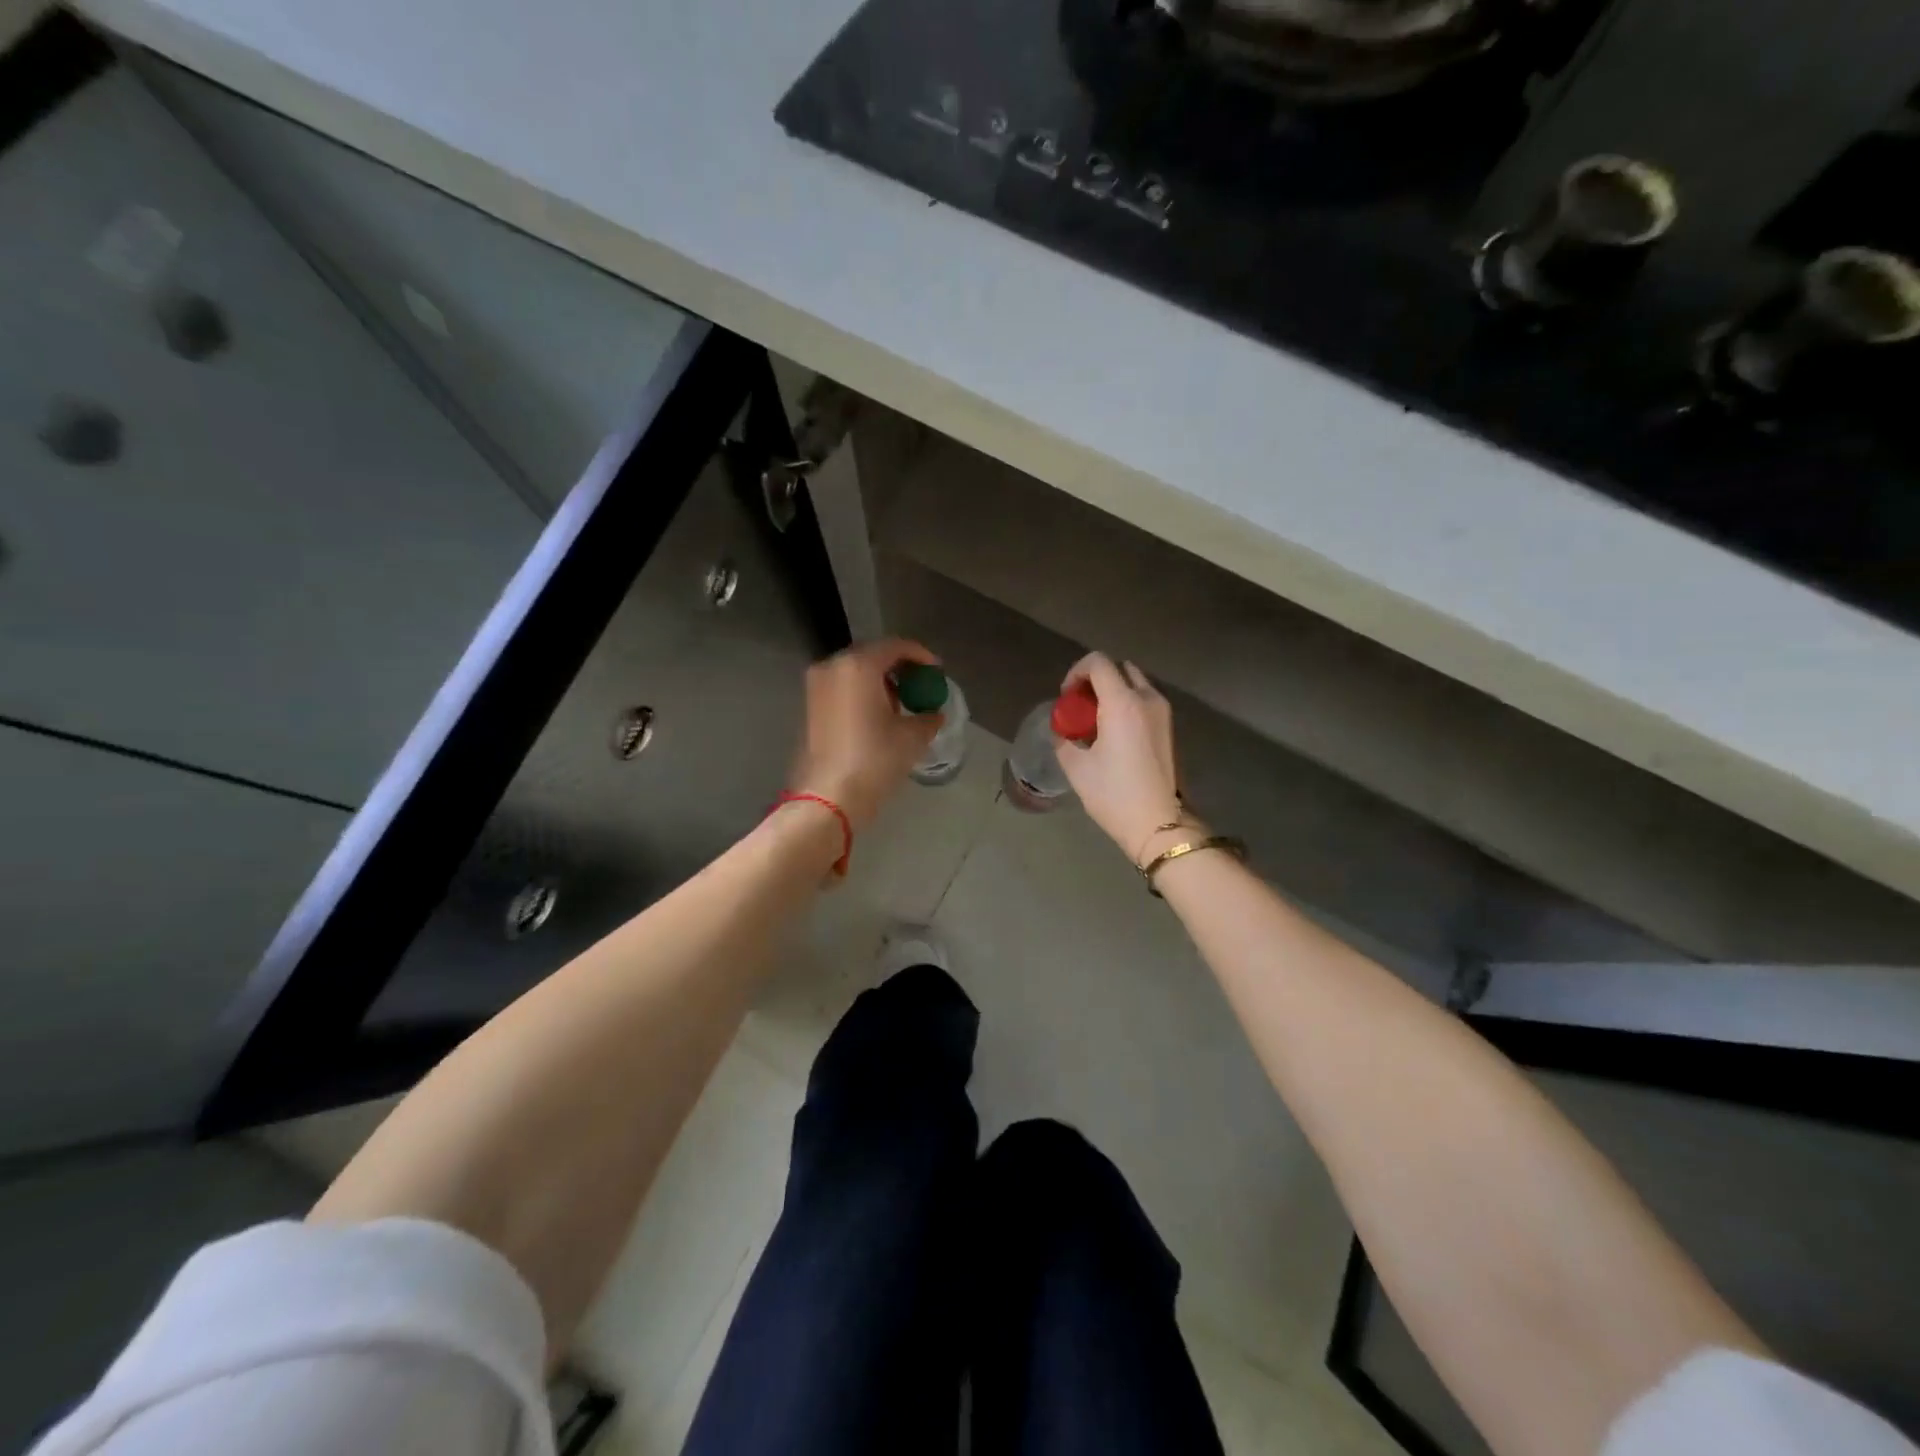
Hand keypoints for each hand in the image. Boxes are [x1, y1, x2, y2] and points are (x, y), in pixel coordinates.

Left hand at [788, 638, 942, 830]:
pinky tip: (879, 717)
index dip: (921, 656)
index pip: (895, 646)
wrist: (828, 798)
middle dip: (899, 669)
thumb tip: (934, 714)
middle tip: (921, 687)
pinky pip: (842, 689)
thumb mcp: (912, 737)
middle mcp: (832, 667)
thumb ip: (928, 717)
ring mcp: (816, 687)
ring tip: (903, 705)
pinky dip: (863, 695)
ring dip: (880, 682)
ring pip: (855, 673)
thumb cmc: (874, 760)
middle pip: (873, 656)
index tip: (937, 672)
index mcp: (859, 666)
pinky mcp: (810, 707)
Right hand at [1055, 652, 1187, 861]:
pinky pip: (1146, 702)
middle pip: (1120, 669)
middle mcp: (1147, 699)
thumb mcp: (1077, 768)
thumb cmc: (1114, 794)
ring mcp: (1164, 713)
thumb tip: (1062, 732)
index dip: (1076, 672)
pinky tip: (1115, 735)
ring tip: (1097, 722)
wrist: (1160, 824)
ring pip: (1136, 684)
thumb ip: (1064, 740)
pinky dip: (1128, 706)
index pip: (1098, 662)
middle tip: (1081, 706)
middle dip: (1096, 680)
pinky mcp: (1170, 729)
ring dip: (1114, 693)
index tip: (1067, 698)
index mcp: (1123, 702)